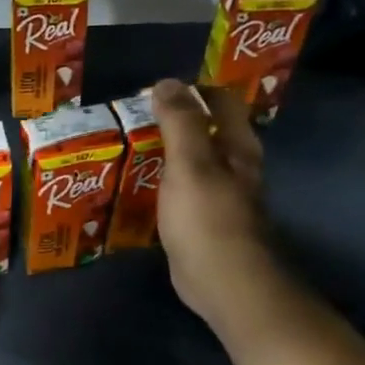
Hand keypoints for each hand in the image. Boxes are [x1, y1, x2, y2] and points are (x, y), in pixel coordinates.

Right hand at [151, 79, 267, 321]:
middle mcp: (234, 169)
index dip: (194, 90)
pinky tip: (136, 189)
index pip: (222, 103)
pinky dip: (159, 186)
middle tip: (134, 119)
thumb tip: (166, 82)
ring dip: (164, 156)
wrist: (224, 282)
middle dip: (175, 123)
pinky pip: (178, 195)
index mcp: (237, 148)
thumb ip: (179, 122)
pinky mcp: (201, 225)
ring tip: (126, 149)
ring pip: (191, 165)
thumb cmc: (208, 218)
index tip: (158, 90)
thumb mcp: (190, 163)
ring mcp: (218, 199)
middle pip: (207, 134)